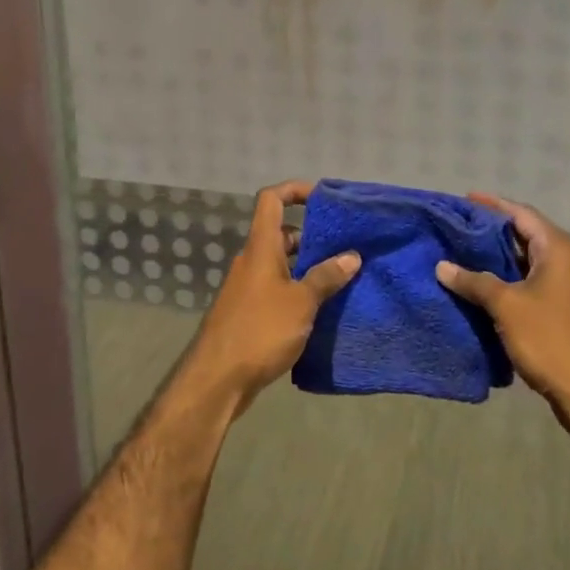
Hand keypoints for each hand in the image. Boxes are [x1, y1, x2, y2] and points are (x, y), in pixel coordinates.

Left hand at [185, 180, 359, 414]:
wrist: (217, 379)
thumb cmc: (260, 330)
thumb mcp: (301, 302)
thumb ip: (326, 277)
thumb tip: (351, 256)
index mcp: (261, 247)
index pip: (271, 199)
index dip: (294, 190)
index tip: (322, 197)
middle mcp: (252, 261)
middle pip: (280, 233)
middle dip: (311, 236)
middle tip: (344, 247)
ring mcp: (248, 287)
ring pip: (280, 264)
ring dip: (307, 267)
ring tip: (340, 279)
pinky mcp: (248, 312)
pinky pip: (276, 288)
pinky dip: (297, 290)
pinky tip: (320, 309)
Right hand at [436, 193, 569, 435]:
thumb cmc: (551, 339)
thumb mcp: (506, 305)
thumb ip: (474, 281)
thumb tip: (442, 266)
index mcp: (560, 249)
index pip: (522, 213)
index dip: (492, 205)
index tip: (465, 200)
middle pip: (527, 234)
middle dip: (493, 231)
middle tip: (459, 229)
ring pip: (530, 262)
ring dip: (500, 258)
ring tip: (465, 256)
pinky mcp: (569, 310)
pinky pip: (535, 283)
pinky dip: (511, 280)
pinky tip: (485, 288)